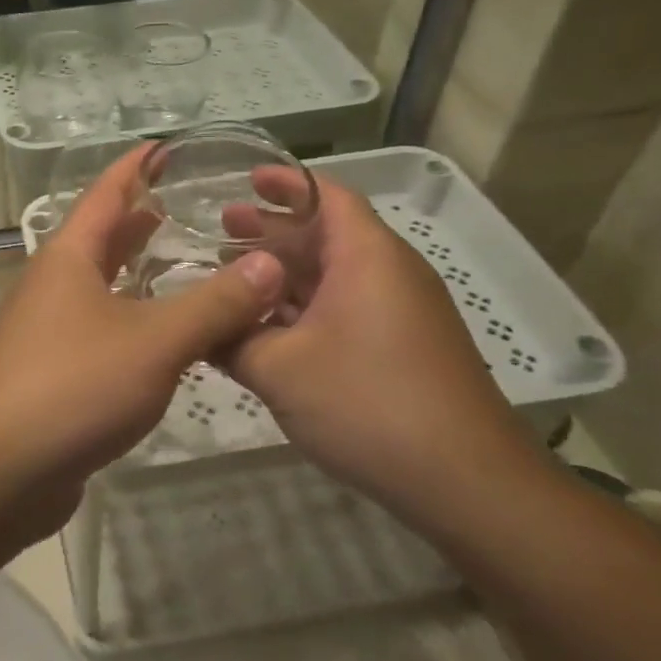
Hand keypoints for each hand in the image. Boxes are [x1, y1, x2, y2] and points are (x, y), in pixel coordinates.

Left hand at [0, 146, 285, 500]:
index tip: (169, 146)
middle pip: (103, 238)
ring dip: (142, 273)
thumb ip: (215, 303)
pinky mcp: (58, 373)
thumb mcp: (154, 340)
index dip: (136, 166)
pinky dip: (138, 321)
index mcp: (69, 257)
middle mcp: (56, 285)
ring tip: (189, 262)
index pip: (106, 193)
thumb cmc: (72, 386)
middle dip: (143, 219)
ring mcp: (52, 331)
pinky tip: (169, 337)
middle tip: (193, 205)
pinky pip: (106, 331)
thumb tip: (269, 264)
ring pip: (105, 287)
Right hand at [226, 178, 524, 506]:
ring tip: (232, 280)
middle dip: (272, 232)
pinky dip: (304, 309)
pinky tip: (267, 329)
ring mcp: (400, 313)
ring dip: (285, 275)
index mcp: (366, 257)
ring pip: (334, 277)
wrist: (464, 480)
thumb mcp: (278, 369)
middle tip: (220, 231)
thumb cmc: (366, 402)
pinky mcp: (402, 348)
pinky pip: (345, 309)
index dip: (285, 183)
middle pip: (326, 235)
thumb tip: (197, 327)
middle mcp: (388, 273)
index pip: (327, 196)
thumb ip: (229, 340)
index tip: (245, 180)